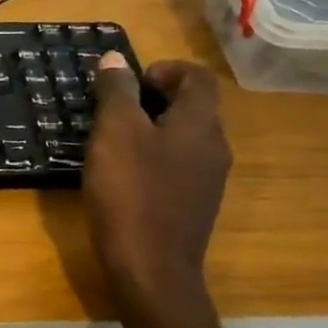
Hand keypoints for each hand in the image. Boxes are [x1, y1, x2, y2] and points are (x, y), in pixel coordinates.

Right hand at [82, 53, 230, 304]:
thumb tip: (115, 58)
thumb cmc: (131, 193)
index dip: (165, 69)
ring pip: (184, 138)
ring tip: (113, 140)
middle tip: (114, 107)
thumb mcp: (115, 133)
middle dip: (155, 98)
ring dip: (153, 129)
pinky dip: (154, 158)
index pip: (198, 78)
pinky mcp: (193, 206)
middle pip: (193, 107)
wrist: (151, 269)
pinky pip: (177, 166)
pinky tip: (124, 175)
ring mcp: (207, 180)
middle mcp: (214, 148)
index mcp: (200, 124)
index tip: (129, 81)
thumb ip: (116, 92)